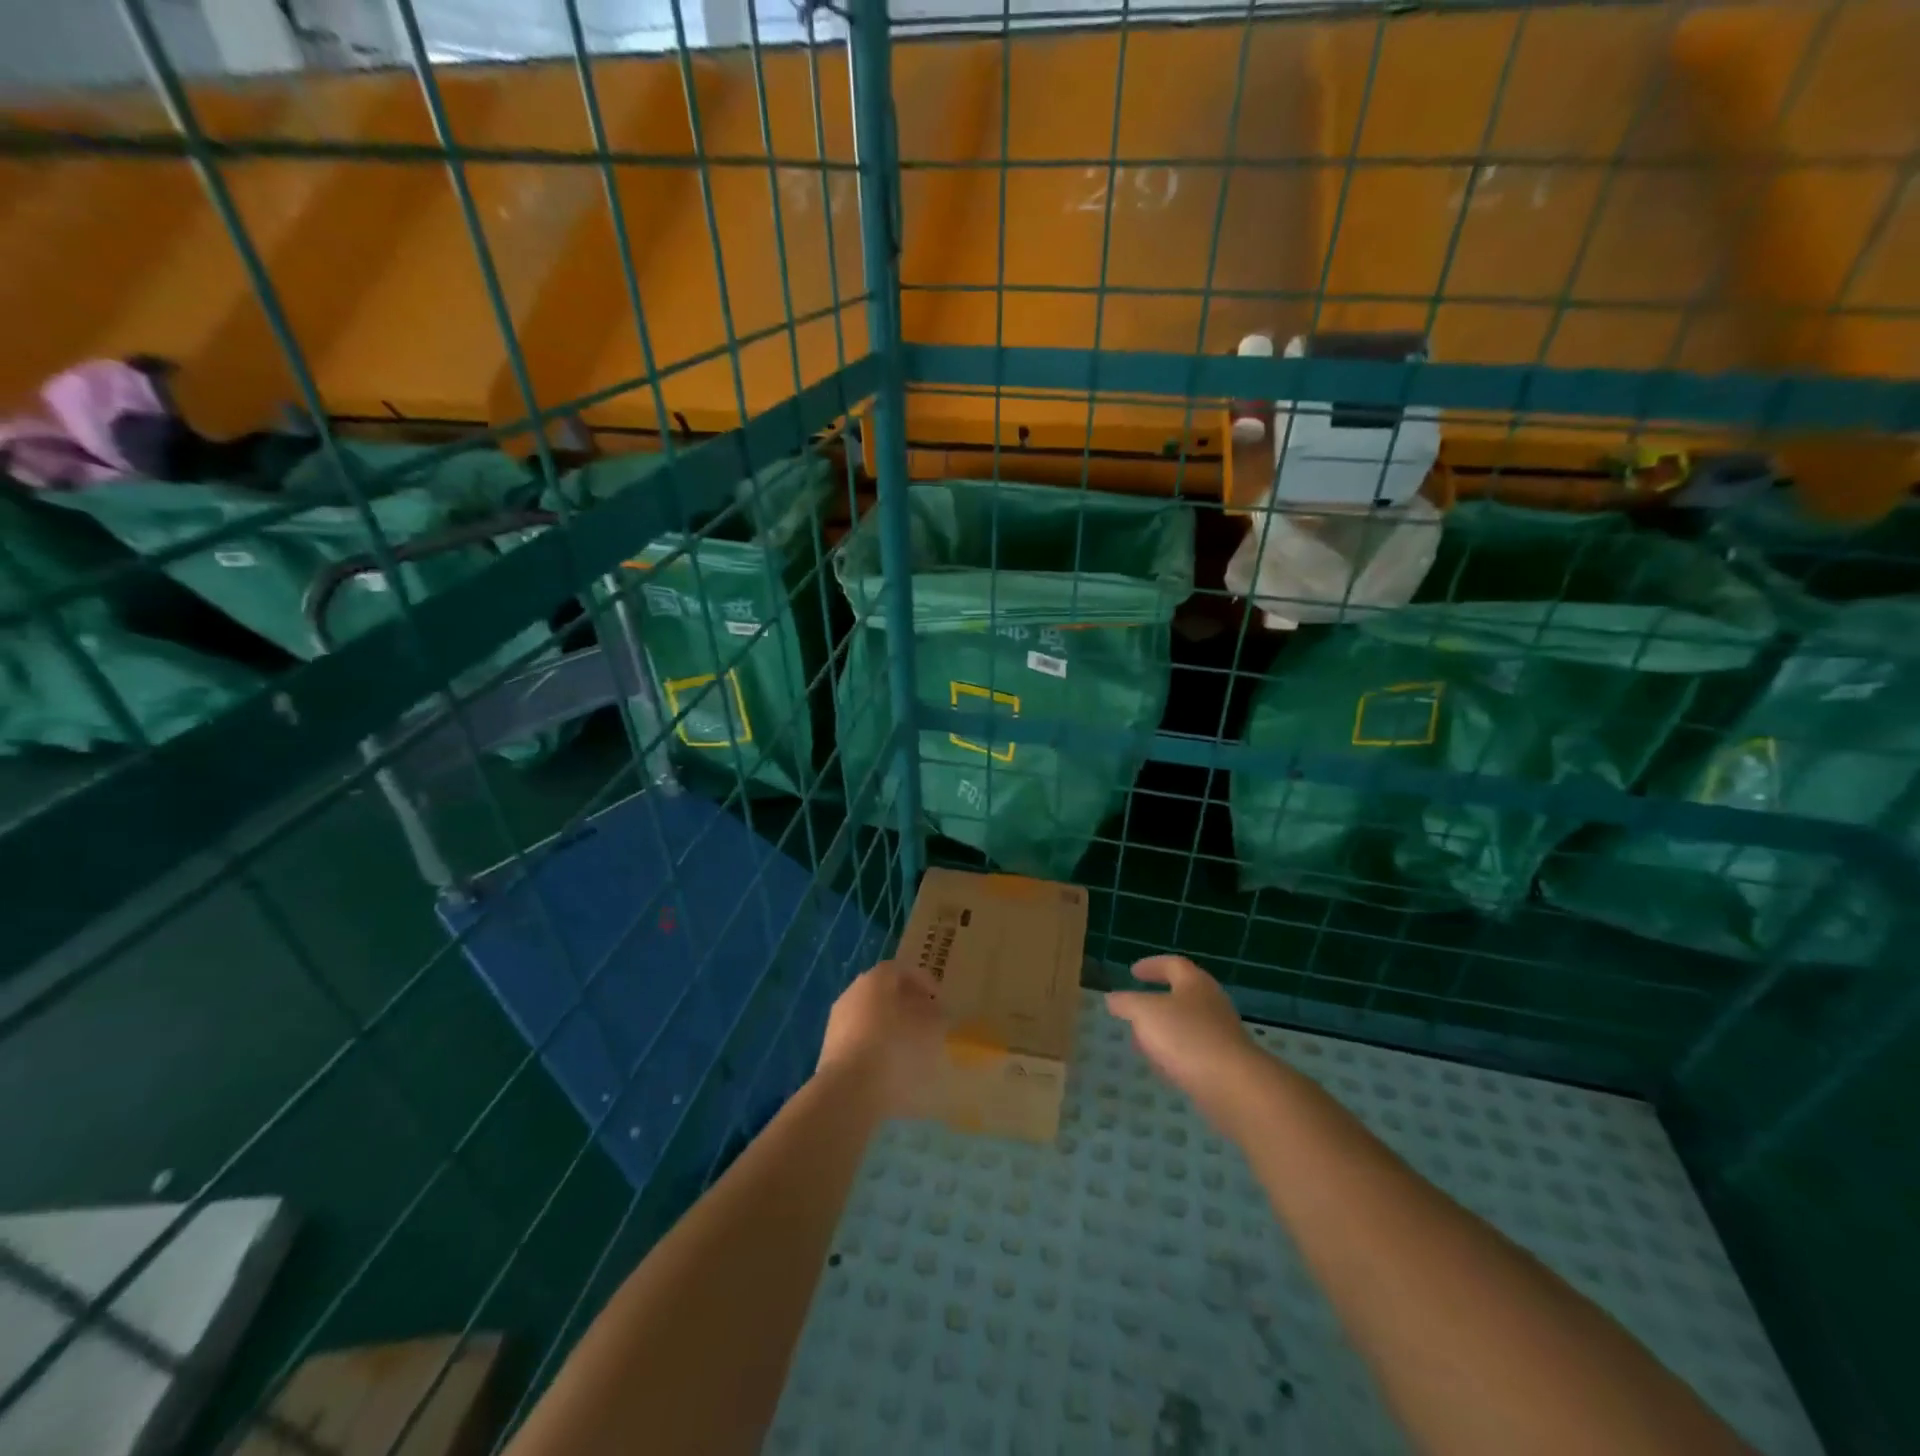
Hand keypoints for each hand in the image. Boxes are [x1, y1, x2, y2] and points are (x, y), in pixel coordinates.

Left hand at [817, 961, 943, 1116]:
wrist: (849, 1091)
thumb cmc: (895, 1050)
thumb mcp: (930, 1030)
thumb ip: (935, 1015)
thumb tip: (933, 1012)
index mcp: (876, 979)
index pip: (903, 970)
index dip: (924, 982)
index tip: (939, 1000)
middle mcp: (853, 992)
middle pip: (884, 991)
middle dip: (906, 1003)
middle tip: (926, 1020)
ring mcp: (838, 1020)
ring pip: (870, 1015)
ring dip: (890, 1025)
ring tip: (910, 1046)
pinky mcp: (830, 1048)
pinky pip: (860, 1038)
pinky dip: (876, 1045)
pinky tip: (890, 1065)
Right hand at [1107, 955, 1264, 1127]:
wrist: (1234, 1086)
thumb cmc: (1186, 1037)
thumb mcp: (1145, 1013)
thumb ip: (1127, 1003)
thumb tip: (1113, 998)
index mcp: (1194, 983)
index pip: (1173, 964)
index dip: (1152, 965)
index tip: (1133, 972)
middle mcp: (1211, 1003)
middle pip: (1182, 994)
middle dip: (1157, 1001)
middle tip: (1135, 1009)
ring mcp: (1221, 1034)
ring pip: (1187, 1025)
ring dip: (1165, 1030)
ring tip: (1143, 1042)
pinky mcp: (1225, 1063)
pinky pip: (1195, 1051)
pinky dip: (1176, 1053)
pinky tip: (1164, 1068)